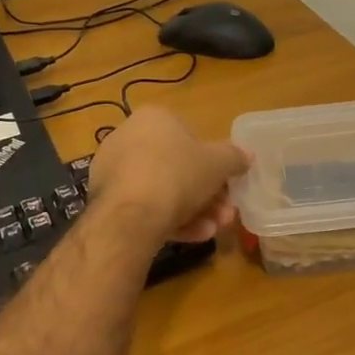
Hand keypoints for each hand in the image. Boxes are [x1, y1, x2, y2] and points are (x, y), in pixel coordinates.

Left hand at [86, 108, 249, 242]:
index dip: (212, 162)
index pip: (189, 136)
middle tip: (225, 212)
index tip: (226, 184)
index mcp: (153, 118)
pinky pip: (145, 207)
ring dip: (194, 210)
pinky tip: (193, 236)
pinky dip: (169, 220)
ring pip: (163, 190)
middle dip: (206, 193)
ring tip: (213, 229)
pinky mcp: (107, 200)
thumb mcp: (218, 164)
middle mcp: (128, 138)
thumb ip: (234, 158)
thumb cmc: (178, 174)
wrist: (132, 215)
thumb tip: (247, 156)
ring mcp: (114, 170)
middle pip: (177, 167)